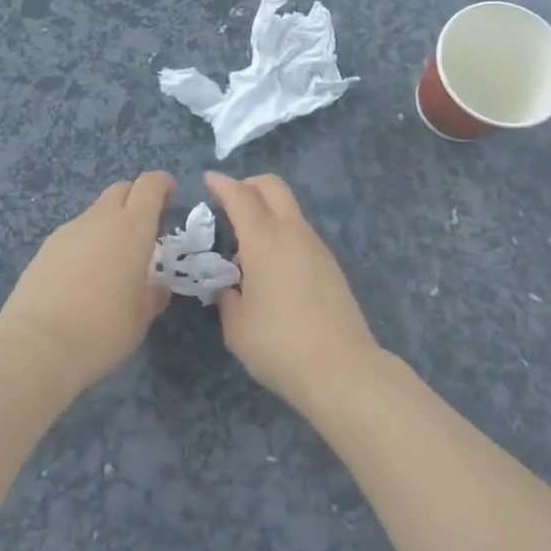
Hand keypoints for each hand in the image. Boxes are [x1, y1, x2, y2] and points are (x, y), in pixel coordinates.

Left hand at [0, 172, 174, 396]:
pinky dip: (86, 243)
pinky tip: (82, 278)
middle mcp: (101, 219)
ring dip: (109, 225)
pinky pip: (75, 233)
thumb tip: (156, 287)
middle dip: (136, 200)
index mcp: (132, 229)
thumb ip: (153, 295)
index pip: (150, 184)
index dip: (162, 184)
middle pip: (121, 190)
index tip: (170, 196)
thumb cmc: (102, 331)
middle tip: (143, 230)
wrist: (37, 346)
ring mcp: (70, 230)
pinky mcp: (46, 246)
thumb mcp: (140, 319)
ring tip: (110, 263)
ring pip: (96, 212)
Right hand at [207, 171, 383, 407]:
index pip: (240, 196)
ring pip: (290, 209)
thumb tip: (228, 286)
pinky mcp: (331, 266)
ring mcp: (316, 247)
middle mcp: (292, 232)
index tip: (208, 180)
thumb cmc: (279, 344)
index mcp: (263, 239)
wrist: (342, 369)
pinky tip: (272, 267)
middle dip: (249, 184)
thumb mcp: (236, 326)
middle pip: (273, 187)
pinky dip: (282, 233)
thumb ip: (227, 297)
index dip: (222, 184)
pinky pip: (301, 233)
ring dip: (268, 211)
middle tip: (230, 200)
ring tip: (248, 244)